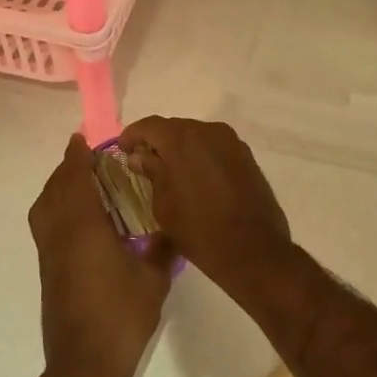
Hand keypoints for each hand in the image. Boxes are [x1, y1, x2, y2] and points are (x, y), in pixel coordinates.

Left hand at [28, 134, 173, 376]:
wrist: (85, 364)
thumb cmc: (122, 316)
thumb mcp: (154, 278)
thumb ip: (162, 246)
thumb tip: (171, 225)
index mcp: (84, 229)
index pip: (74, 180)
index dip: (77, 157)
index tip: (84, 139)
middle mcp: (59, 235)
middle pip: (53, 191)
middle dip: (66, 170)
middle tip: (88, 160)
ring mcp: (49, 255)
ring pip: (43, 209)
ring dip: (57, 190)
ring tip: (82, 186)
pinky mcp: (47, 272)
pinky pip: (46, 227)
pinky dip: (56, 211)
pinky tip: (81, 222)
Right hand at [117, 117, 292, 298]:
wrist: (253, 250)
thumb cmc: (199, 230)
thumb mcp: (163, 205)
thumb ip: (151, 173)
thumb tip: (140, 156)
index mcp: (182, 139)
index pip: (149, 126)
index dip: (132, 136)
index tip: (123, 151)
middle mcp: (208, 131)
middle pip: (175, 128)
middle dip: (158, 142)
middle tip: (145, 164)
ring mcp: (232, 142)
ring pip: (197, 137)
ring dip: (181, 150)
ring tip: (171, 173)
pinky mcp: (247, 156)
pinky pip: (216, 148)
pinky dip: (202, 157)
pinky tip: (196, 178)